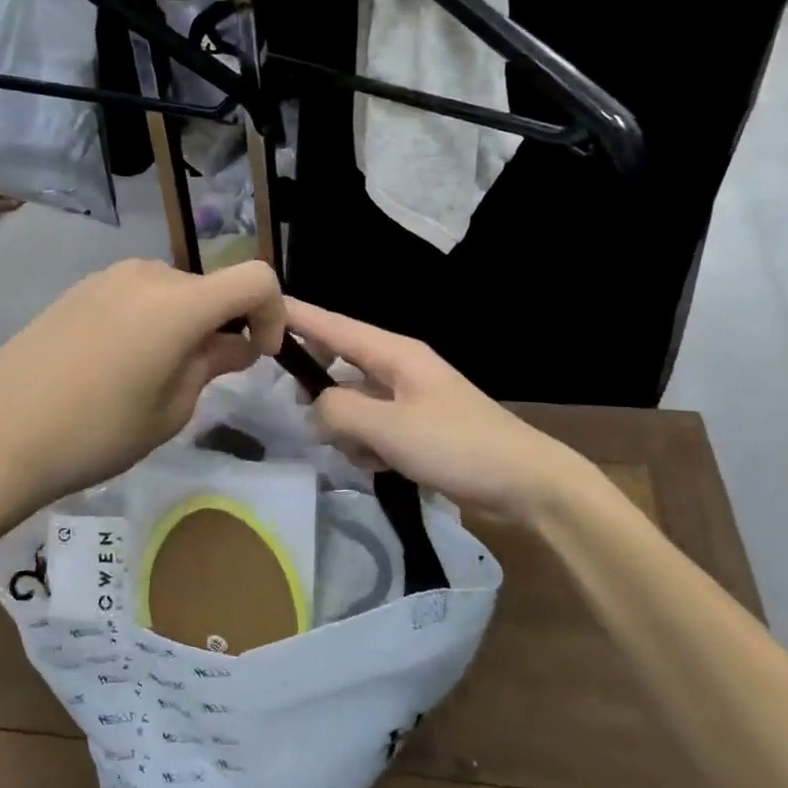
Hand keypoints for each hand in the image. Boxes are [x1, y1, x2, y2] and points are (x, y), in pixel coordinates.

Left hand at [0, 260, 285, 529]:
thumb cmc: (97, 432)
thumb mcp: (170, 409)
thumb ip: (212, 364)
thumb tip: (236, 344)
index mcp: (180, 302)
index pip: (256, 279)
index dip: (273, 313)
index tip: (259, 353)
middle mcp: (148, 274)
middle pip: (210, 287)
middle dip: (223, 325)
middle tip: (207, 376)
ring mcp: (108, 277)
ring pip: (172, 291)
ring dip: (185, 323)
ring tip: (157, 374)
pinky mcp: (79, 289)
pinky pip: (135, 295)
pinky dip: (150, 319)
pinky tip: (118, 364)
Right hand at [285, 299, 597, 520]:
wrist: (526, 483)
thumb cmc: (457, 445)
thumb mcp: (390, 428)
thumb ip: (340, 412)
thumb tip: (313, 409)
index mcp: (395, 354)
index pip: (334, 326)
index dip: (297, 316)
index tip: (260, 304)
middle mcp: (400, 368)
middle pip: (341, 364)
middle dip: (319, 387)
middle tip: (296, 408)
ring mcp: (410, 399)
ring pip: (355, 402)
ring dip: (347, 427)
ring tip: (361, 453)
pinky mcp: (418, 428)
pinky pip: (375, 427)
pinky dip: (368, 445)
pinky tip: (378, 467)